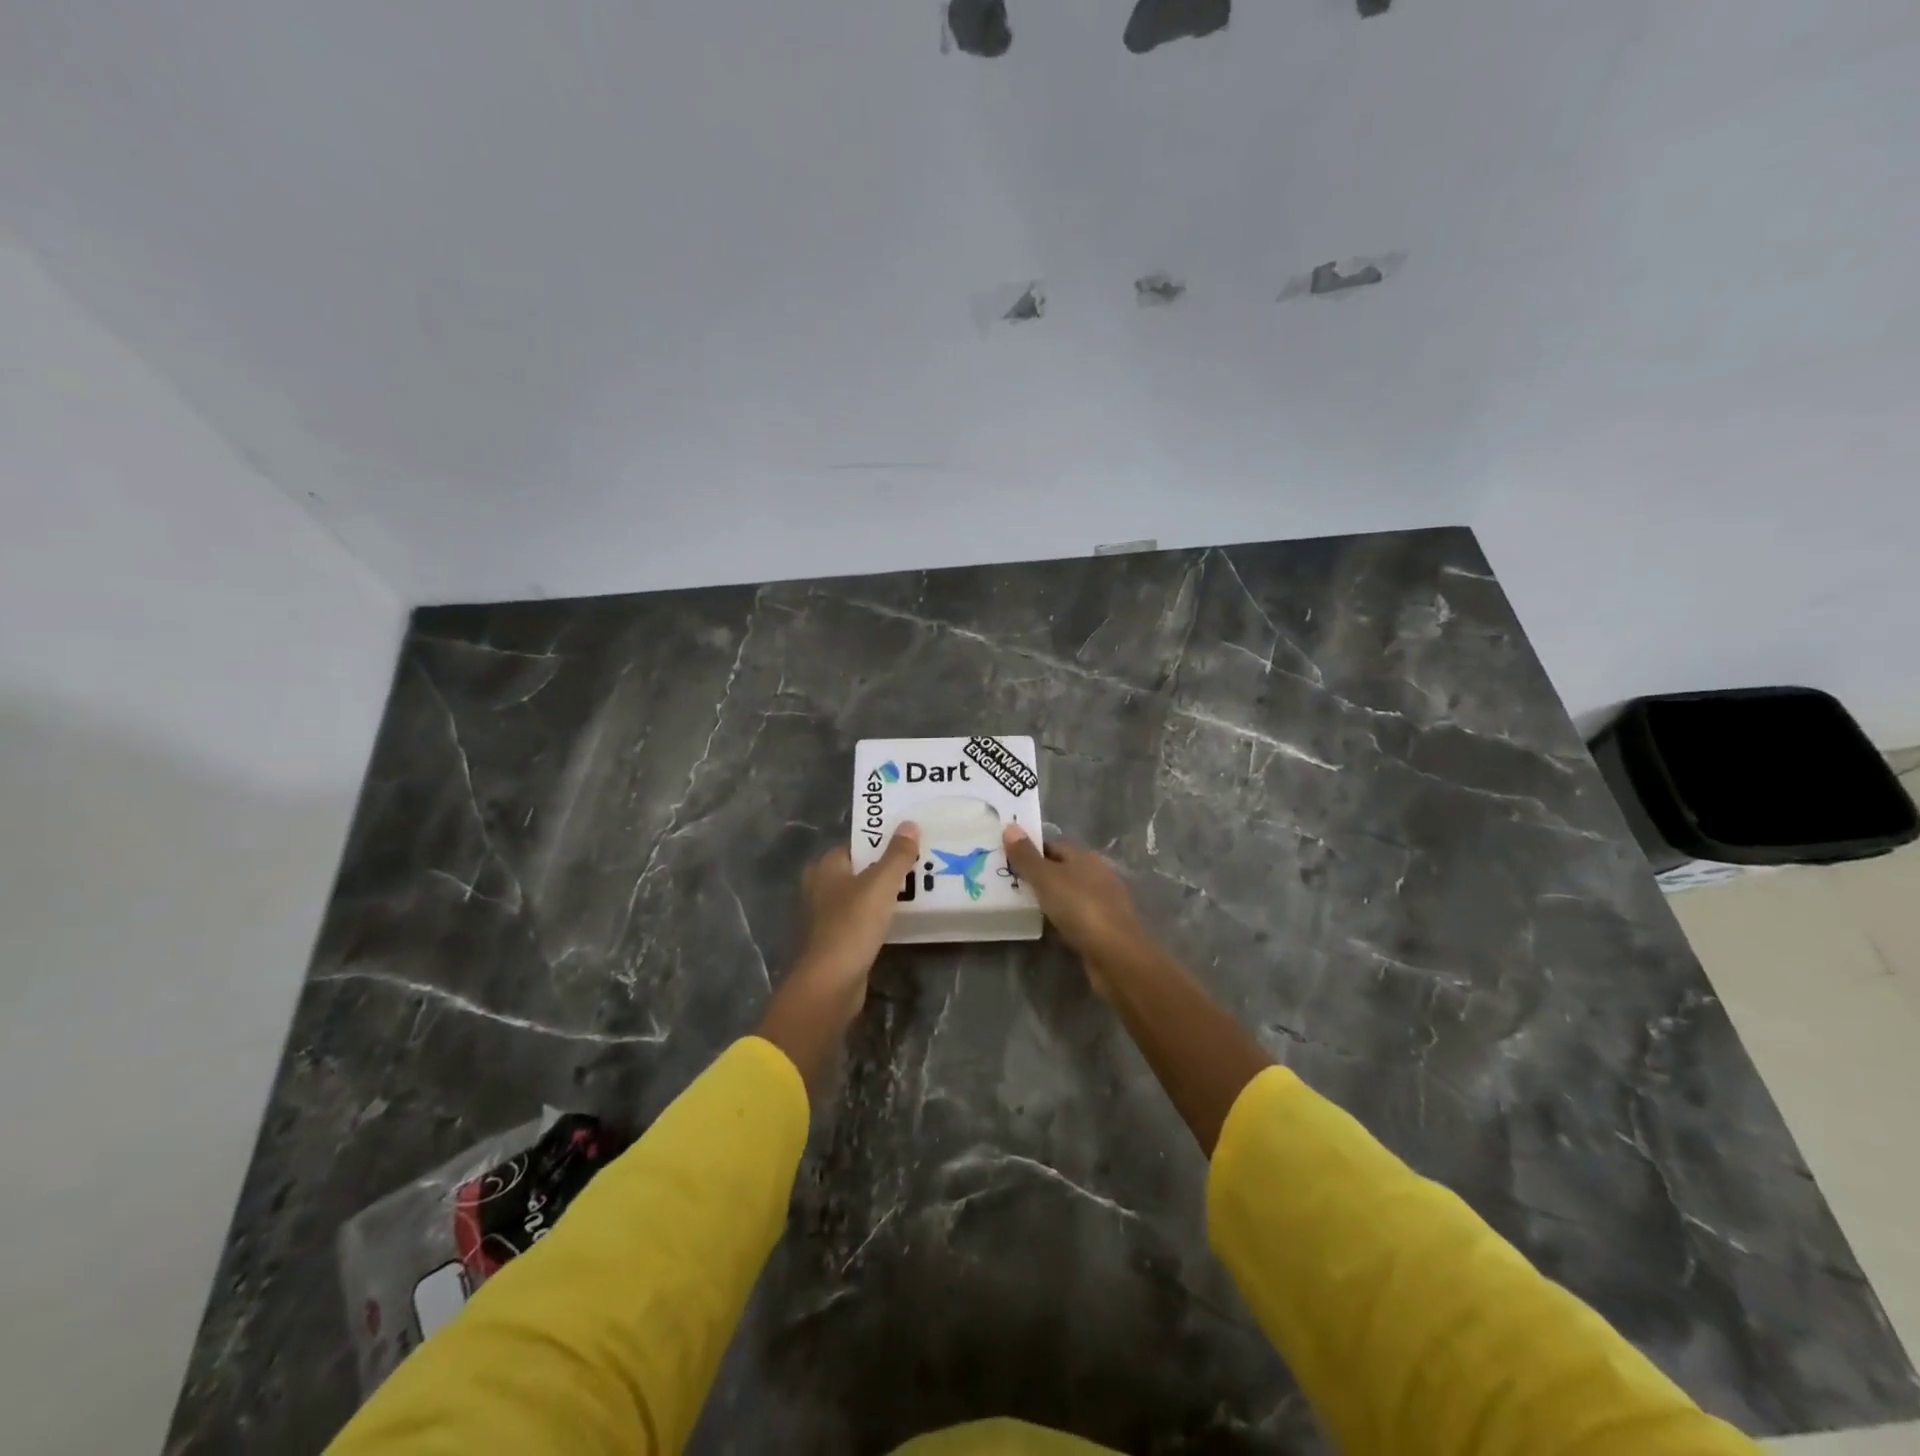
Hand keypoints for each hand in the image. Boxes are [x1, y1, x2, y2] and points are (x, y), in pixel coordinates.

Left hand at [792, 824, 920, 1009]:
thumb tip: (909, 824)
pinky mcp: (835, 942)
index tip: (909, 843)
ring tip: (917, 891)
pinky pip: (861, 920)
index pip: (856, 845)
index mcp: (825, 868)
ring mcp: (825, 917)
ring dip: (883, 895)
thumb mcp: (881, 885)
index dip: (881, 842)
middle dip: (885, 869)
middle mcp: (820, 888)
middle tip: (918, 866)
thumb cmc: (852, 925)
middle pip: (859, 870)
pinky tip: (900, 921)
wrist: (831, 983)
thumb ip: (897, 854)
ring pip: (861, 897)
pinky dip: (878, 918)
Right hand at [1001, 825, 1150, 994]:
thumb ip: (1026, 856)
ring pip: (1068, 892)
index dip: (1029, 850)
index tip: (1005, 860)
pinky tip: (1046, 925)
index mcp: (1085, 856)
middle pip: (1061, 868)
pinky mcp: (1103, 926)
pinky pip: (1075, 915)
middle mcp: (1097, 873)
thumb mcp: (1046, 879)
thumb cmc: (1080, 908)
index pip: (1052, 846)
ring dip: (1049, 897)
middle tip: (1008, 883)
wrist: (1116, 954)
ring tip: (1020, 905)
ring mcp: (1102, 901)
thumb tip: (1010, 826)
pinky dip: (1060, 917)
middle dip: (1037, 875)